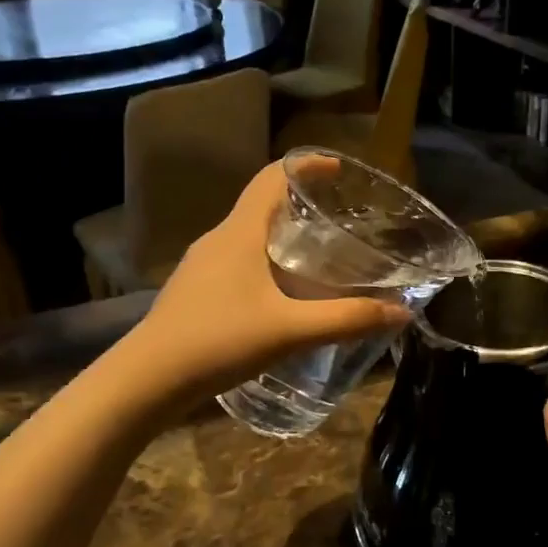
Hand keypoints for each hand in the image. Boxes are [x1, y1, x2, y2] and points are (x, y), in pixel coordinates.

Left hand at [124, 160, 412, 406]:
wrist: (147, 380)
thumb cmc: (218, 341)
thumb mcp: (290, 331)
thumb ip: (346, 320)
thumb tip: (400, 312)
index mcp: (239, 233)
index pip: (271, 177)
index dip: (306, 166)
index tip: (339, 170)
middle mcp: (218, 240)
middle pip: (262, 205)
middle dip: (301, 206)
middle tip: (340, 222)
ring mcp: (201, 266)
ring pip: (249, 237)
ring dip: (283, 238)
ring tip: (318, 259)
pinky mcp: (195, 292)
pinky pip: (237, 262)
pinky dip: (266, 264)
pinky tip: (283, 297)